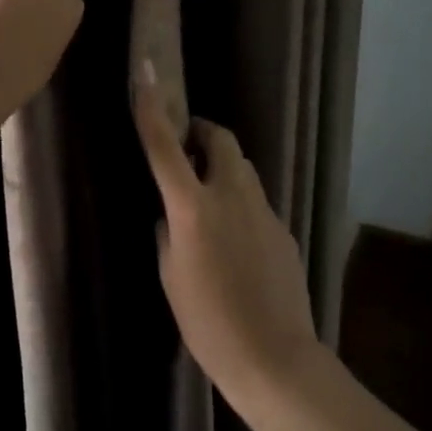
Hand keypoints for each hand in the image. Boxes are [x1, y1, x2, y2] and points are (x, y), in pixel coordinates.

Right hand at [133, 71, 318, 398]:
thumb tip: (170, 215)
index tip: (147, 73)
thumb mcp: (171, 277)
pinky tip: (235, 238)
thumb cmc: (208, 323)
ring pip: (242, 168)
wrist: (274, 357)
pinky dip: (240, 201)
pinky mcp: (284, 229)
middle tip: (187, 148)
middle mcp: (231, 196)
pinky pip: (256, 200)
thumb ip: (168, 234)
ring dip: (222, 167)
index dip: (152, 109)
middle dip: (202, 133)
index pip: (165, 147)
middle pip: (221, 140)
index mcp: (193, 208)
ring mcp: (264, 211)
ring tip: (208, 196)